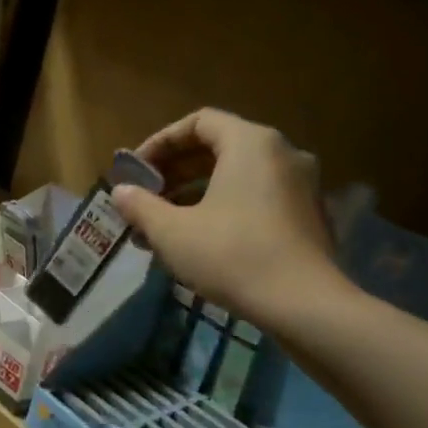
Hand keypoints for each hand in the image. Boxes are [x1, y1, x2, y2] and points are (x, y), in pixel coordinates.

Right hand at [112, 109, 350, 330]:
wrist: (304, 305)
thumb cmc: (232, 255)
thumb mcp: (172, 231)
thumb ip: (141, 206)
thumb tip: (119, 192)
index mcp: (251, 143)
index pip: (199, 122)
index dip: (161, 142)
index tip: (137, 170)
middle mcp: (282, 153)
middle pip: (219, 147)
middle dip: (176, 170)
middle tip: (146, 195)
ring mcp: (301, 185)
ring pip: (237, 175)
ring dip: (196, 192)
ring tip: (165, 222)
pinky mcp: (308, 216)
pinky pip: (257, 197)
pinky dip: (224, 207)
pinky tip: (200, 239)